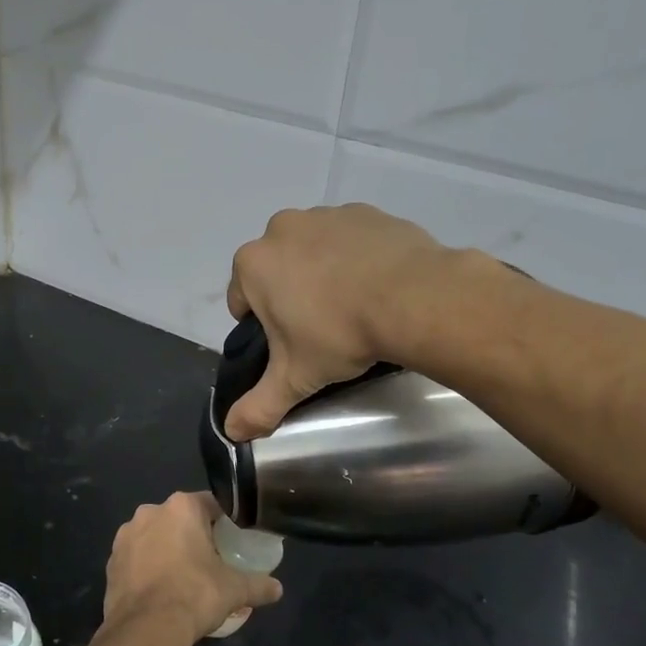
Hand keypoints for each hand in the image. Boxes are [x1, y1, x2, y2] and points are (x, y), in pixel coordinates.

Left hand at [102, 492, 283, 645]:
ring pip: (155, 536)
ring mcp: (125, 536)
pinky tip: (160, 589)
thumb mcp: (234, 590)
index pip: (211, 504)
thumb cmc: (195, 595)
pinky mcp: (111, 560)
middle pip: (180, 518)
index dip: (225, 520)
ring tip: (183, 577)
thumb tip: (278, 589)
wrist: (146, 628)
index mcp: (181, 507)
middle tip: (211, 560)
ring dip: (167, 549)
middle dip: (193, 534)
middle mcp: (150, 512)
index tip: (234, 538)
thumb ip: (258, 585)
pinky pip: (136, 557)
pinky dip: (147, 567)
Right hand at [224, 204, 458, 440]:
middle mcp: (282, 229)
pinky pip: (349, 239)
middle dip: (289, 294)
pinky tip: (376, 286)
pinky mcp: (366, 213)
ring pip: (311, 251)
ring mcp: (326, 215)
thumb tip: (231, 432)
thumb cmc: (340, 334)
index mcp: (253, 263)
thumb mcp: (296, 378)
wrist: (415, 299)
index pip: (241, 299)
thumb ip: (259, 406)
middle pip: (275, 270)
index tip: (289, 344)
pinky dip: (355, 258)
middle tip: (320, 328)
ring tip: (352, 307)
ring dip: (321, 273)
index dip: (261, 326)